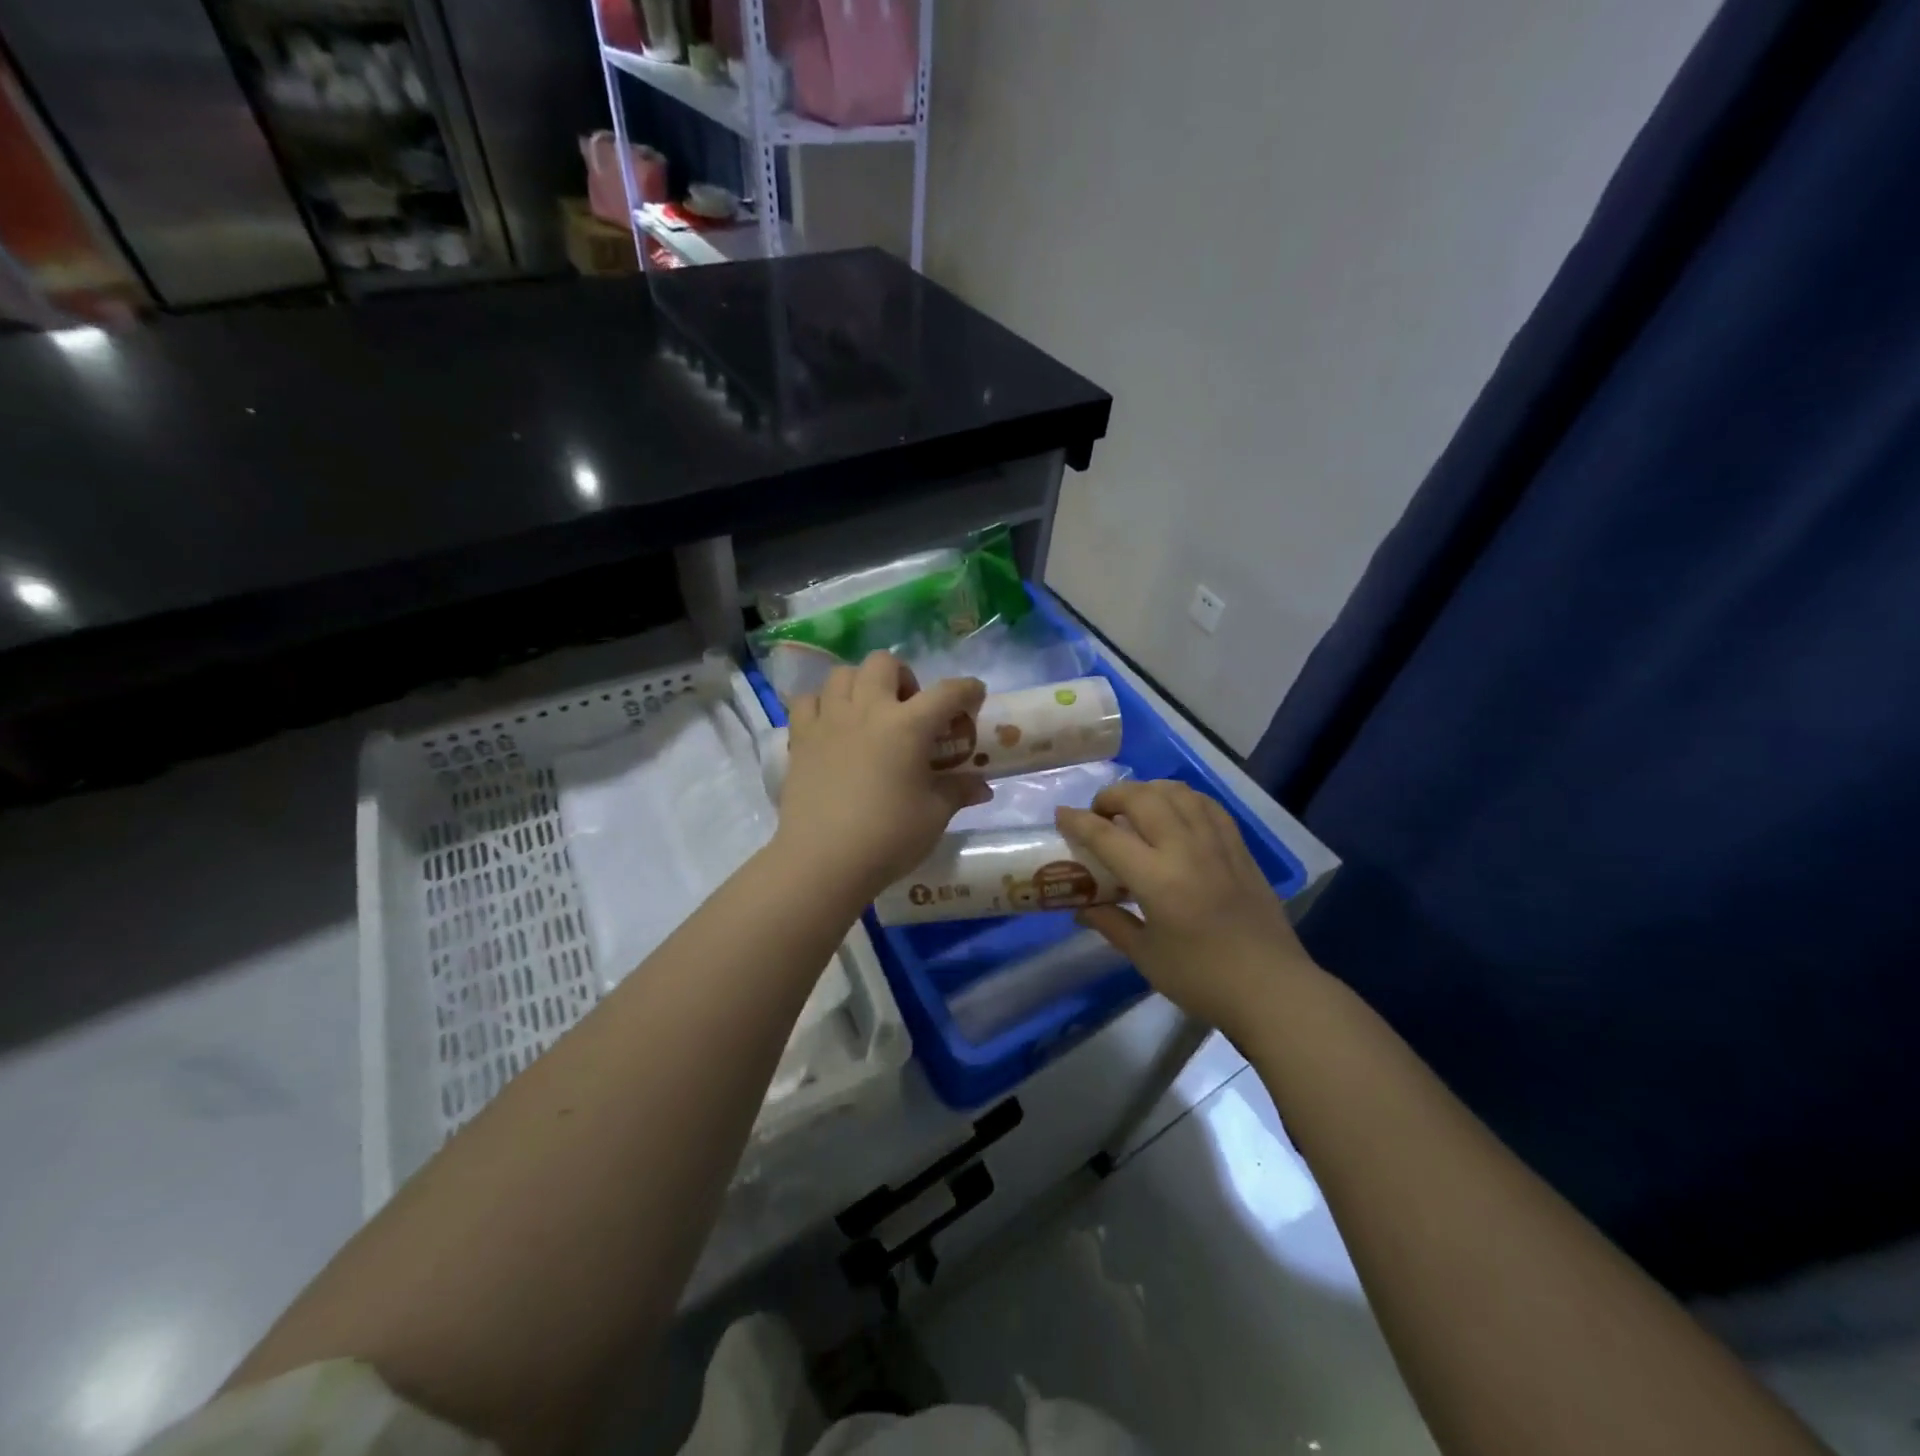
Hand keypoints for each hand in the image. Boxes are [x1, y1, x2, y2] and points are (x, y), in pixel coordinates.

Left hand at [774, 652, 991, 902]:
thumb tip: (981, 787)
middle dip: (903, 677)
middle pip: (884, 663)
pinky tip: (831, 726)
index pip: (947, 692)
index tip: (975, 696)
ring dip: (861, 685)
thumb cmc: (888, 837)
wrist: (823, 860)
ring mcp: (829, 720)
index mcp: (908, 725)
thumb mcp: (934, 815)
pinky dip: (821, 704)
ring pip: (842, 674)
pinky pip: (807, 701)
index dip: (968, 689)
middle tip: (909, 709)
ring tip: (868, 713)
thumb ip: (957, 791)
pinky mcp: (800, 738)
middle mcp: (868, 710)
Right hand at [1057, 781, 1317, 1040]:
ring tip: (1135, 808)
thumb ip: (1111, 923)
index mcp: (1157, 879)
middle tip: (1099, 813)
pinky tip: (1175, 812)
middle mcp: (1186, 849)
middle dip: (1112, 796)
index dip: (1078, 821)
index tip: (1061, 815)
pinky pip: (1207, 805)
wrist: (1272, 989)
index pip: (1107, 836)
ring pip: (1177, 792)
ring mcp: (1217, 844)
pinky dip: (1183, 798)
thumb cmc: (1202, 979)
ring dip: (1148, 790)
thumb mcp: (1146, 956)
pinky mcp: (1240, 848)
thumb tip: (1081, 908)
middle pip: (1142, 798)